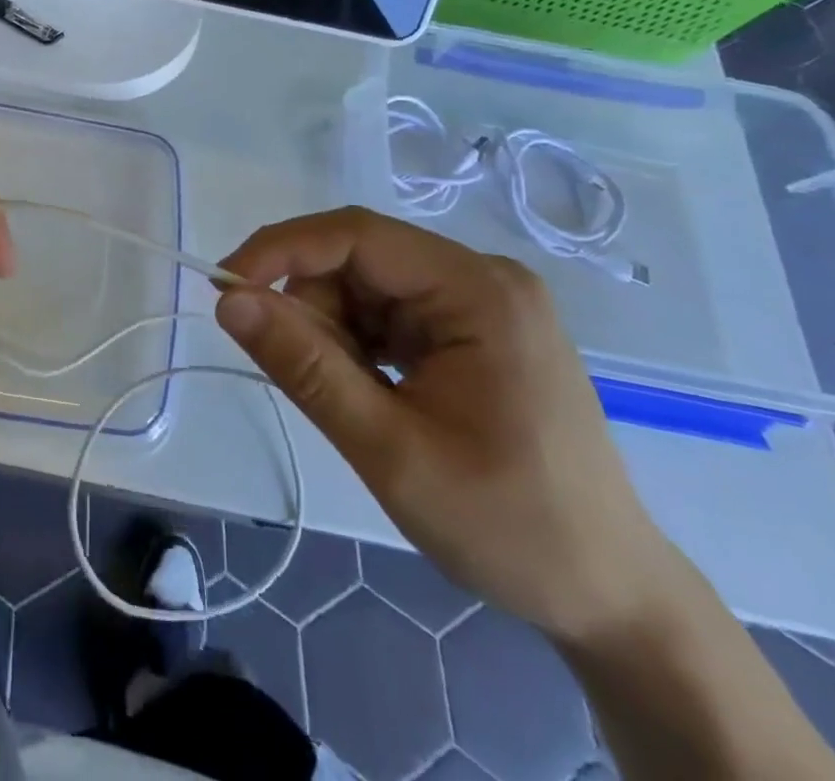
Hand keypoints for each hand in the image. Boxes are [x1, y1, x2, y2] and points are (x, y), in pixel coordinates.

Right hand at [217, 207, 679, 643]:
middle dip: (310, 307)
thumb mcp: (390, 449)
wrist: (611, 599)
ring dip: (333, 332)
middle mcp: (481, 278)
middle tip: (296, 374)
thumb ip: (305, 367)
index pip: (356, 234)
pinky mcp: (472, 330)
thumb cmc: (507, 525)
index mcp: (478, 290)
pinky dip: (357, 346)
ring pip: (366, 286)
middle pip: (358, 260)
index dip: (281, 250)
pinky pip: (388, 313)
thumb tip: (229, 301)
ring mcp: (481, 303)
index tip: (223, 288)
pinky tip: (370, 393)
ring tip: (351, 401)